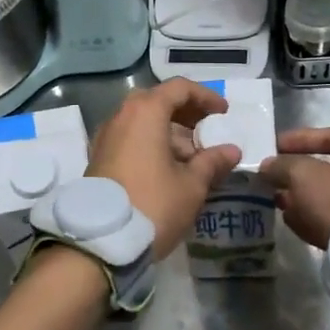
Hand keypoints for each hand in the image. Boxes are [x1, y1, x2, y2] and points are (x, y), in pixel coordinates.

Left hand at [87, 80, 241, 255]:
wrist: (100, 241)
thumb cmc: (153, 204)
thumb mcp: (191, 185)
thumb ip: (212, 162)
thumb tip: (231, 150)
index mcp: (145, 113)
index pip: (179, 88)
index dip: (205, 96)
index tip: (223, 113)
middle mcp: (121, 117)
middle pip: (157, 102)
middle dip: (186, 113)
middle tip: (207, 130)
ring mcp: (105, 137)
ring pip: (142, 122)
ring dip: (168, 132)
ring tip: (193, 157)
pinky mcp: (98, 159)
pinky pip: (130, 139)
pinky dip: (151, 144)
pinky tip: (168, 169)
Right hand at [259, 128, 329, 249]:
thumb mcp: (306, 174)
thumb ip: (283, 165)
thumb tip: (267, 166)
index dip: (302, 138)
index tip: (275, 145)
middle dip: (299, 174)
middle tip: (274, 177)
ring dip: (302, 198)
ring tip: (277, 200)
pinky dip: (312, 219)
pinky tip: (291, 220)